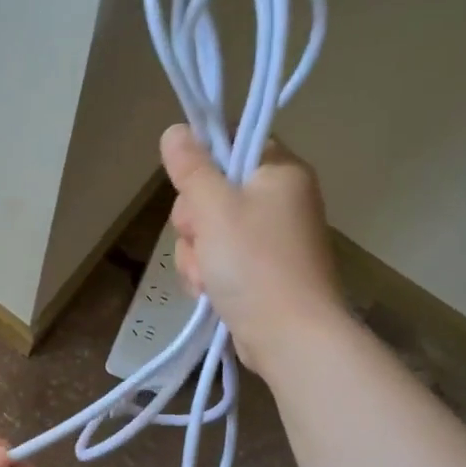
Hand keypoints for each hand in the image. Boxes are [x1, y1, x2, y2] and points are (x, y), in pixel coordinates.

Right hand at [161, 124, 345, 378]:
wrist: (290, 336)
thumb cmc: (254, 263)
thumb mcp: (214, 208)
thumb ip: (192, 168)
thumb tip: (176, 130)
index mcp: (280, 171)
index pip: (234, 144)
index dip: (203, 162)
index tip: (190, 187)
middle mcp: (280, 200)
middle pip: (213, 191)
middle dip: (194, 221)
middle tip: (200, 238)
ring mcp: (270, 239)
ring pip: (209, 231)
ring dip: (195, 254)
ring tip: (206, 277)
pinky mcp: (260, 272)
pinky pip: (218, 260)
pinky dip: (208, 275)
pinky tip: (208, 291)